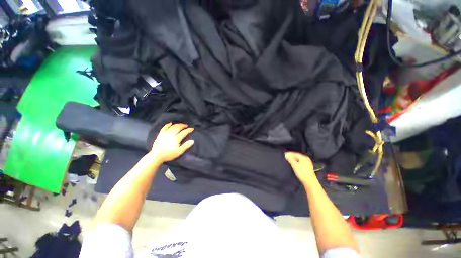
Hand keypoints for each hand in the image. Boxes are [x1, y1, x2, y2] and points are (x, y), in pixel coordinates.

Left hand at [150, 123, 194, 162]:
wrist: (156, 156)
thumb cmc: (168, 155)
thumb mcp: (179, 152)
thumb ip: (186, 146)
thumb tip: (192, 141)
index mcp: (176, 139)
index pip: (184, 132)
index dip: (188, 130)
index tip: (192, 128)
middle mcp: (171, 134)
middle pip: (178, 128)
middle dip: (183, 126)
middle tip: (186, 125)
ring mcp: (165, 134)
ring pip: (172, 127)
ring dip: (177, 124)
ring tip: (180, 124)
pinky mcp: (160, 134)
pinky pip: (164, 128)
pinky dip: (168, 125)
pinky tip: (170, 123)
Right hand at [285, 152, 316, 185]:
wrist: (310, 183)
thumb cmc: (302, 173)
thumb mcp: (295, 166)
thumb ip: (290, 160)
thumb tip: (286, 155)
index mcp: (304, 158)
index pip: (295, 154)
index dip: (289, 154)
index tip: (284, 154)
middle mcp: (306, 159)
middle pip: (297, 156)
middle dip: (291, 156)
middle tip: (285, 157)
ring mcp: (307, 163)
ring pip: (298, 159)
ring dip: (293, 159)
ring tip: (288, 160)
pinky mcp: (307, 167)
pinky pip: (300, 162)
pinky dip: (296, 162)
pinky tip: (293, 164)